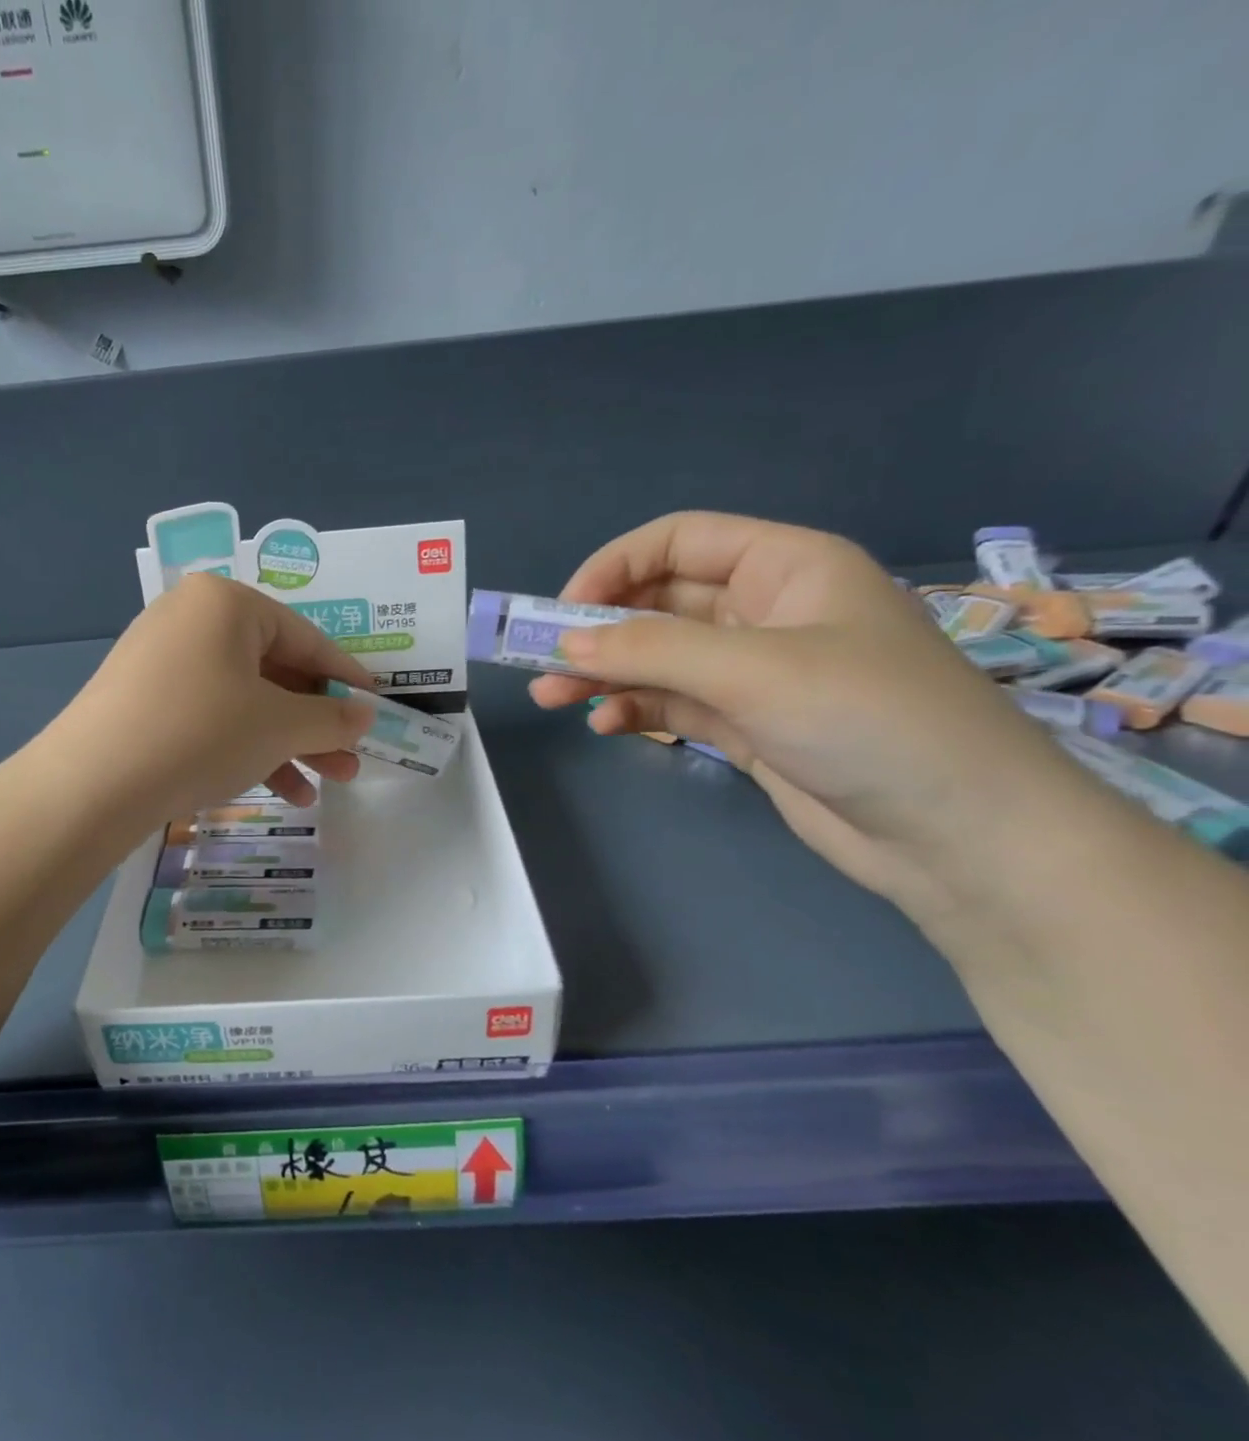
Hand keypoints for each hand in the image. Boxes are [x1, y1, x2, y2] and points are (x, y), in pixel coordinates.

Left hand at [40, 573, 377, 823]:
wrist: (90, 784)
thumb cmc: (200, 733)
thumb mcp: (279, 726)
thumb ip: (331, 718)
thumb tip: (363, 715)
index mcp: (226, 604)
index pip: (306, 639)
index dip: (346, 679)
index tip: (375, 711)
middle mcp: (191, 619)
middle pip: (274, 672)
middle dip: (315, 724)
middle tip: (349, 764)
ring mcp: (161, 660)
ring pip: (243, 700)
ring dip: (285, 745)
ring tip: (319, 789)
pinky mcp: (142, 700)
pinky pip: (210, 716)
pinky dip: (244, 748)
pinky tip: (276, 791)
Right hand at [529, 512, 1097, 921]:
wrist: (961, 837)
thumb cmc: (870, 721)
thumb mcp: (755, 671)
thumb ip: (653, 650)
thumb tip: (564, 644)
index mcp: (787, 567)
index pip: (680, 542)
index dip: (615, 567)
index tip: (562, 611)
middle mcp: (768, 611)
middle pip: (662, 602)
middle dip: (600, 630)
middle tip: (542, 663)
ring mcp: (758, 672)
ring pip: (661, 657)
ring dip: (607, 674)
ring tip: (553, 700)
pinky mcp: (750, 724)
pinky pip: (675, 702)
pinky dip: (637, 709)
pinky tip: (606, 727)